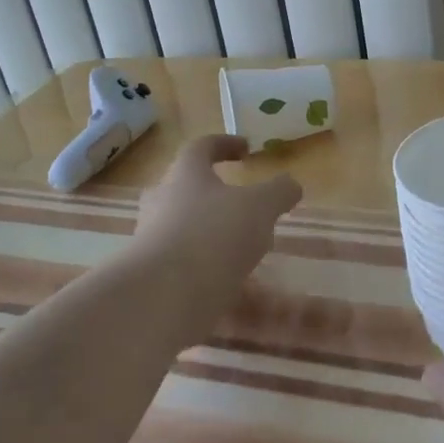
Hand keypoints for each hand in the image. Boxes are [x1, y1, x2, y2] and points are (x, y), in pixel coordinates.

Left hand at [131, 134, 301, 338]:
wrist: (162, 298)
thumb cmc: (213, 234)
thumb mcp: (260, 206)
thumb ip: (279, 192)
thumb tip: (290, 184)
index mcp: (185, 175)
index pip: (201, 147)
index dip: (225, 144)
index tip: (246, 148)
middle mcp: (162, 202)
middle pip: (185, 188)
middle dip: (213, 193)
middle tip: (241, 203)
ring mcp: (153, 241)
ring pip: (186, 229)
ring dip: (214, 235)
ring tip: (247, 253)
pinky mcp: (153, 278)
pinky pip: (186, 266)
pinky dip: (211, 272)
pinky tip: (237, 288)